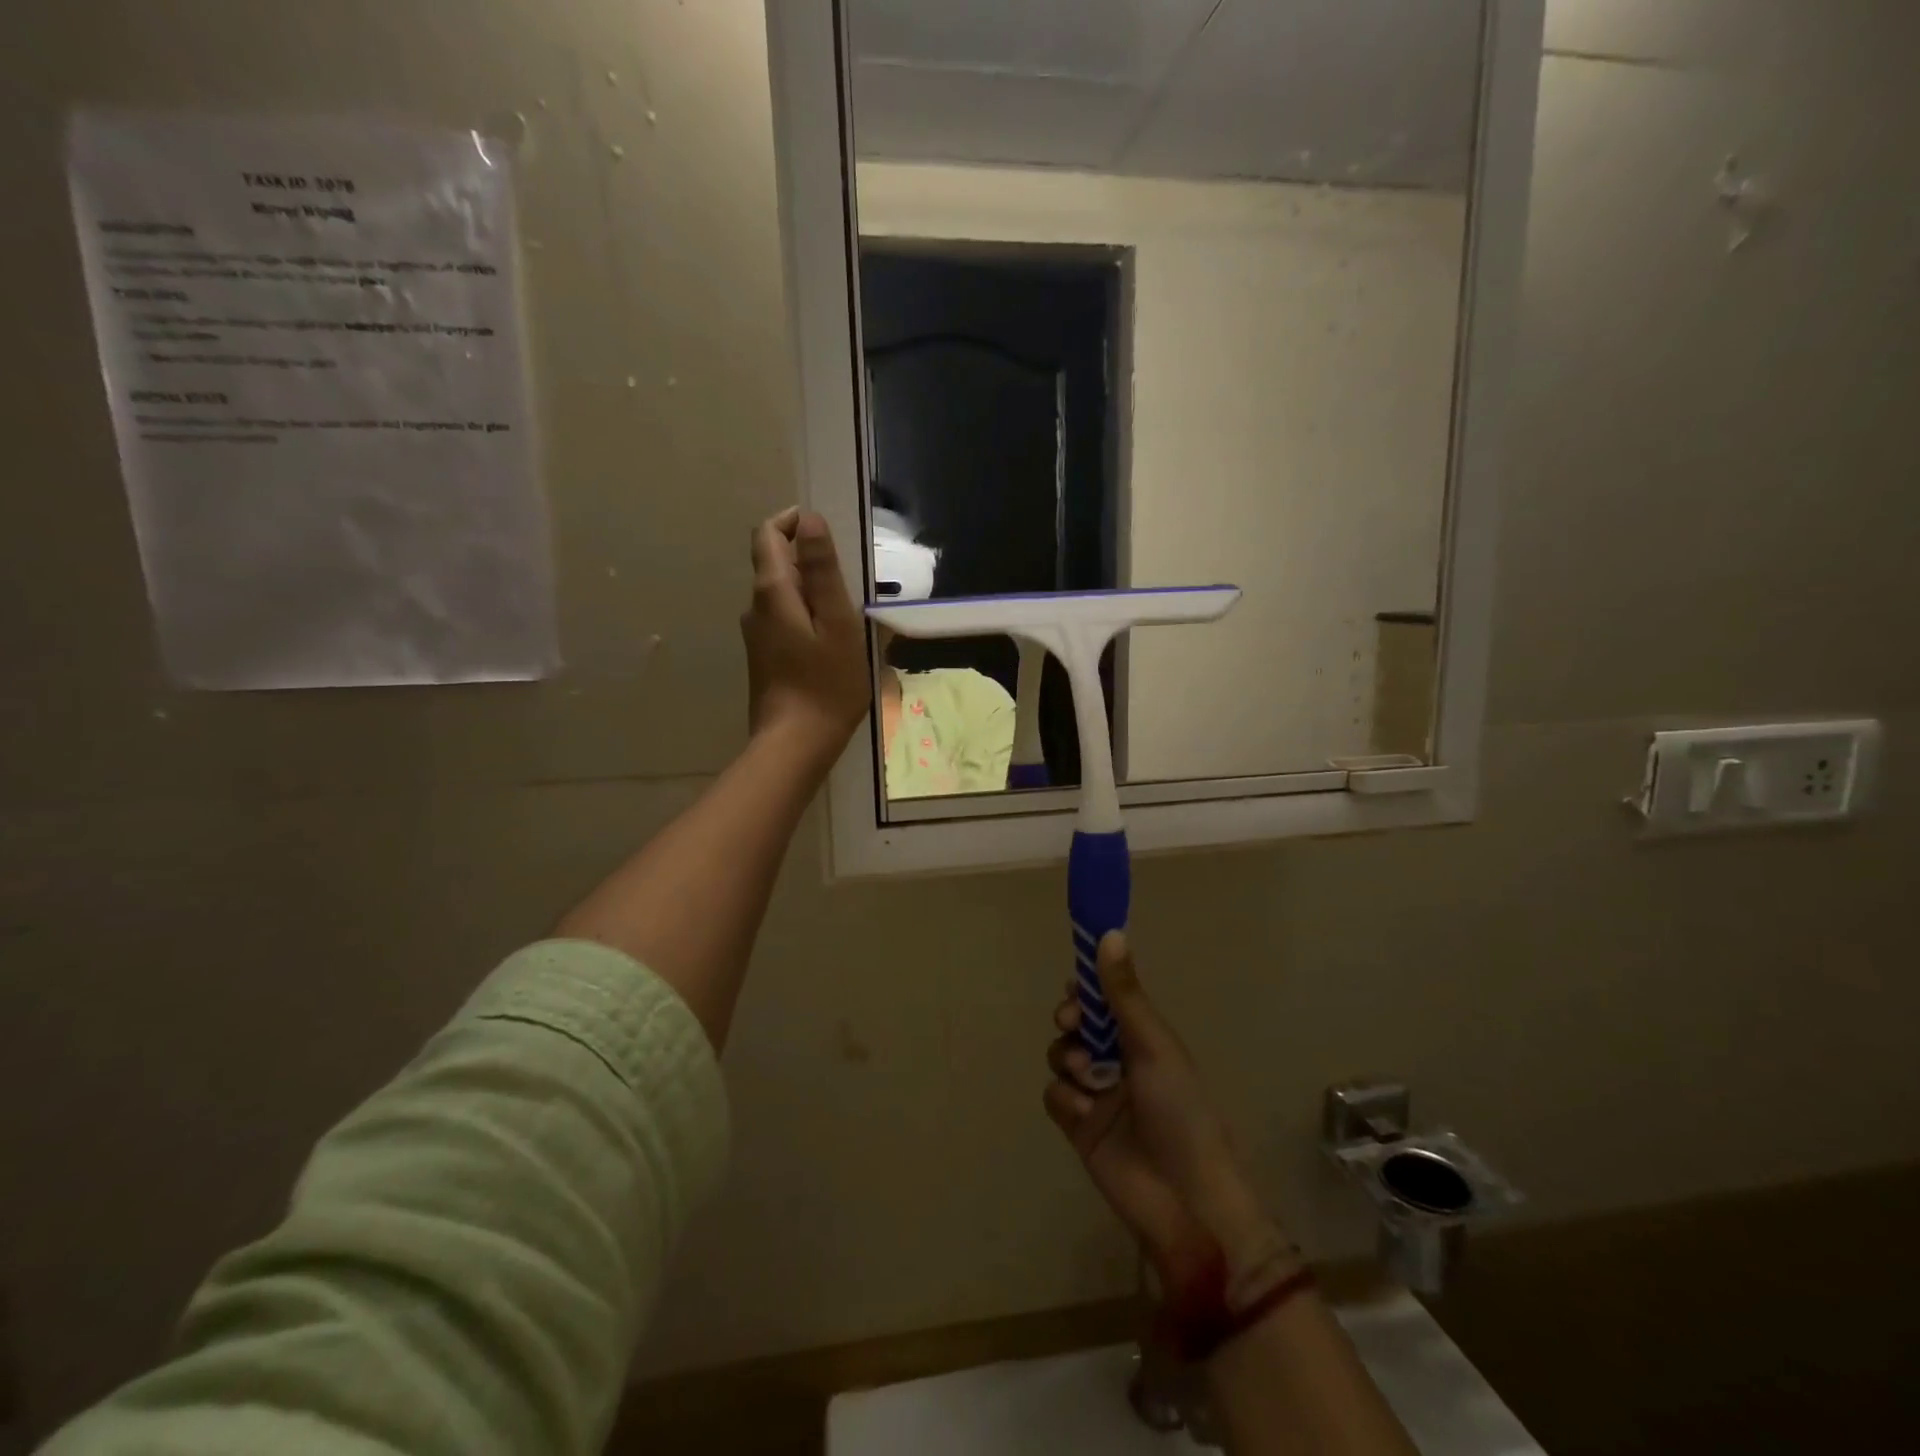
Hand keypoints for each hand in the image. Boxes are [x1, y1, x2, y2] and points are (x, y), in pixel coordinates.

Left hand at [741, 508, 870, 766]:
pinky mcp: (764, 658)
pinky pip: (784, 621)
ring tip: (847, 613)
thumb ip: (821, 569)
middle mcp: (755, 607)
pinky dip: (806, 617)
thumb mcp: (836, 622)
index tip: (824, 531)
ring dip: (810, 592)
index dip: (792, 522)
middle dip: (808, 560)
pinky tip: (831, 642)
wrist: (796, 743)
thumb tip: (808, 520)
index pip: (768, 534)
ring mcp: (757, 635)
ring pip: (781, 596)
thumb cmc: (827, 683)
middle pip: (774, 564)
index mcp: (772, 592)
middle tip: (849, 579)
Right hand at [1046, 933, 1290, 1289]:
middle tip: (1072, 1025)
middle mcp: (1117, 1059)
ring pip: (1060, 1056)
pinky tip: (1085, 1112)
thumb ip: (1124, 993)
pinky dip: (1066, 1099)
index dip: (1087, 989)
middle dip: (1070, 1021)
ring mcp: (1096, 1092)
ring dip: (1068, 1060)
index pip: (1105, 998)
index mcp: (1142, 1036)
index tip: (1076, 987)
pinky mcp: (1078, 1125)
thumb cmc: (1180, 1109)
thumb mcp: (1153, 1044)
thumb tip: (1109, 933)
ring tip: (1088, 1079)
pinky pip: (1054, 1094)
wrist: (1185, 1199)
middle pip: (1076, 1024)